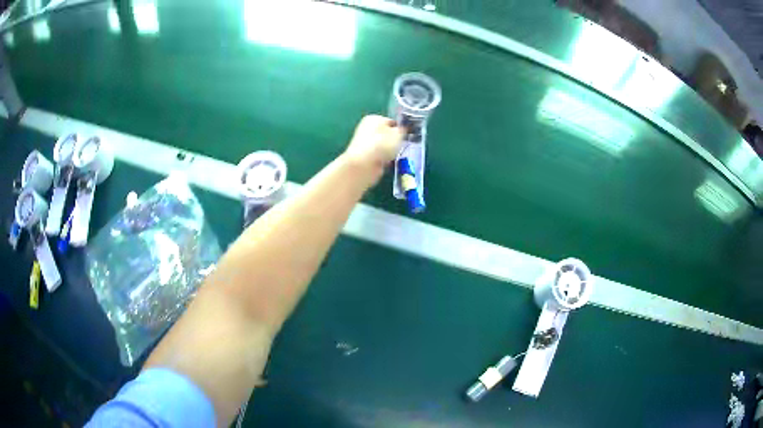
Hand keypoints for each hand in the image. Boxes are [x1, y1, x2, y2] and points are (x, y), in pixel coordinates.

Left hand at [342, 115, 405, 181]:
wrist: (364, 165)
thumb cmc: (382, 144)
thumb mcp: (398, 134)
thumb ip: (403, 130)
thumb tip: (403, 129)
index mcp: (373, 119)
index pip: (391, 122)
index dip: (400, 129)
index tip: (407, 136)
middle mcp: (366, 129)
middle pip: (386, 135)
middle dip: (395, 141)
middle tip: (402, 147)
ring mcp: (364, 144)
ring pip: (383, 147)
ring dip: (390, 152)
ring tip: (395, 156)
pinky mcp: (364, 157)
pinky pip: (379, 157)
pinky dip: (384, 160)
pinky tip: (389, 163)